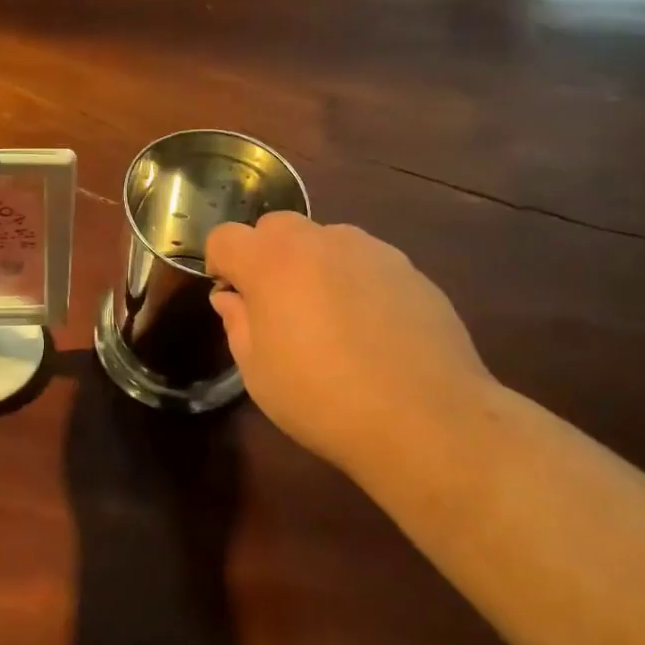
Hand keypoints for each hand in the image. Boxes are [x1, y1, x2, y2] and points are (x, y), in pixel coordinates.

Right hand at [206, 213, 496, 479]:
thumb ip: (238, 323)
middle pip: (276, 226)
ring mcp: (370, 250)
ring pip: (325, 240)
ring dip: (313, 265)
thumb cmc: (322, 399)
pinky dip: (355, 281)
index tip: (232, 297)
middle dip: (266, 255)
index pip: (227, 237)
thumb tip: (232, 298)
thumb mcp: (258, 372)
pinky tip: (371, 328)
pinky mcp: (409, 268)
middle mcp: (320, 242)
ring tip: (329, 318)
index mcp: (272, 263)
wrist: (425, 418)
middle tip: (277, 305)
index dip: (220, 264)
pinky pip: (365, 262)